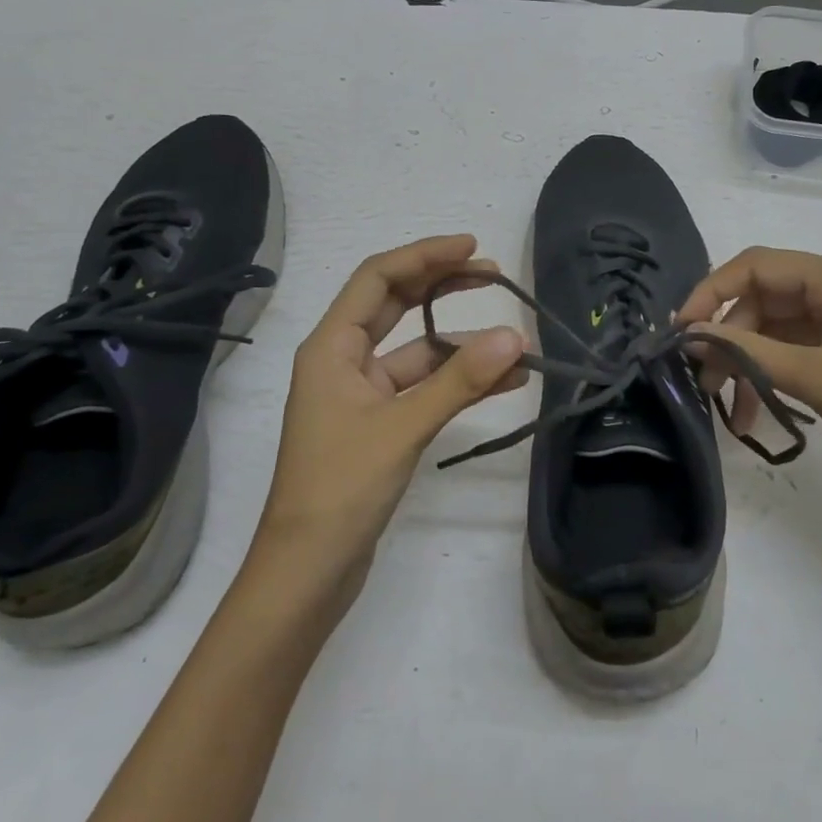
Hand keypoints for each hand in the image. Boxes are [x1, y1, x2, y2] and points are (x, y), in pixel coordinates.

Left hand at [254, 236, 524, 590]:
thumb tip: (515, 336)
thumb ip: (459, 381)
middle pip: (397, 305)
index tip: (473, 248)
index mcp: (332, 346)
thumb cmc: (340, 489)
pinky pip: (424, 387)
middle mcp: (343, 360)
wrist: (306, 573)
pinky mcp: (379, 424)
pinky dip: (459, 381)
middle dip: (444, 286)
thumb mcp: (403, 427)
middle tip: (495, 276)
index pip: (379, 278)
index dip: (425, 255)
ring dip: (461, 342)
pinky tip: (503, 381)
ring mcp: (362, 393)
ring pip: (417, 350)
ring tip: (514, 338)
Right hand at [677, 247, 821, 507]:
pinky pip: (791, 348)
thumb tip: (690, 336)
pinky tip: (753, 410)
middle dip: (728, 336)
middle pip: (762, 297)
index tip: (681, 331)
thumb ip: (749, 352)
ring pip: (772, 326)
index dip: (711, 292)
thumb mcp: (817, 378)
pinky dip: (767, 373)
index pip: (757, 266)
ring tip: (725, 406)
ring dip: (745, 362)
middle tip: (701, 379)